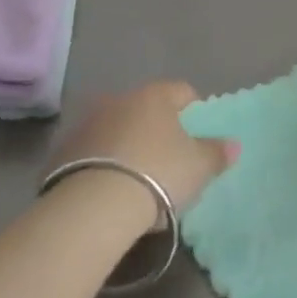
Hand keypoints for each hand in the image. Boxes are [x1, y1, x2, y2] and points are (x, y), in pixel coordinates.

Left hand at [51, 82, 238, 235]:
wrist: (93, 206)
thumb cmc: (157, 174)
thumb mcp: (198, 167)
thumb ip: (217, 153)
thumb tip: (234, 144)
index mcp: (155, 96)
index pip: (182, 91)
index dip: (194, 111)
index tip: (198, 134)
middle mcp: (120, 100)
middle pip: (146, 109)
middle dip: (157, 129)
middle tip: (168, 160)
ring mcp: (87, 124)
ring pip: (116, 129)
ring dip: (126, 145)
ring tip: (136, 179)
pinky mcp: (61, 152)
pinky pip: (91, 153)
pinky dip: (101, 165)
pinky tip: (108, 191)